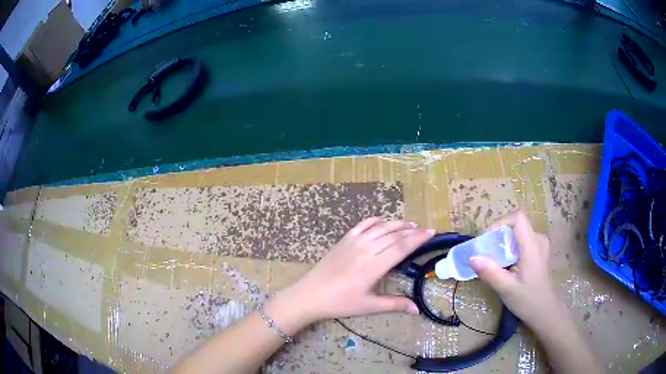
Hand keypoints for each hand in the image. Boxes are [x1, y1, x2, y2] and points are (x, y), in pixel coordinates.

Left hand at [267, 218, 434, 328]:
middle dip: (412, 231)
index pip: (401, 247)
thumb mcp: (369, 306)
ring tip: (410, 224)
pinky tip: (384, 221)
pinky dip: (376, 220)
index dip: (418, 238)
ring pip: (380, 227)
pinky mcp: (344, 239)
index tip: (431, 232)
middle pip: (393, 235)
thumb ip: (394, 304)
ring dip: (397, 224)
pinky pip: (363, 224)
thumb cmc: (340, 303)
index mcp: (374, 266)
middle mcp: (366, 249)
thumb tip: (417, 310)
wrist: (310, 295)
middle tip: (425, 230)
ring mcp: (353, 242)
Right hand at [468, 210, 562, 329]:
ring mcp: (541, 244)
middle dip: (498, 235)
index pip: (518, 218)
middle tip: (486, 253)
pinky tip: (506, 265)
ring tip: (494, 260)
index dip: (500, 222)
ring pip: (519, 233)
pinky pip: (522, 241)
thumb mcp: (506, 289)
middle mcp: (539, 239)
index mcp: (532, 245)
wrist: (545, 311)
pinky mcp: (539, 251)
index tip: (487, 239)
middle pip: (516, 225)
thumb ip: (490, 272)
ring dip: (504, 242)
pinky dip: (510, 247)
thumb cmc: (528, 300)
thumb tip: (472, 258)